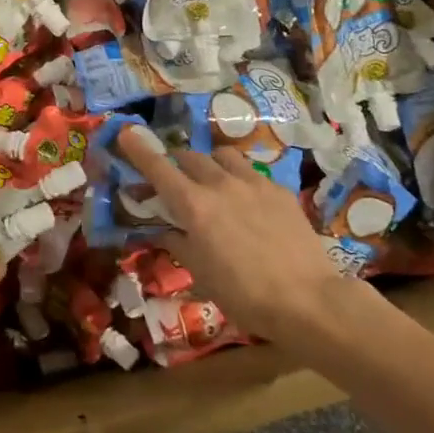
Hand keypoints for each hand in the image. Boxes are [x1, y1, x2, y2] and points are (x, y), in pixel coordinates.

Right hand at [117, 128, 386, 342]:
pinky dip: (239, 179)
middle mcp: (220, 184)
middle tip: (175, 182)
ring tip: (213, 183)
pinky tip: (248, 202)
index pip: (158, 168)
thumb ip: (178, 243)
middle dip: (176, 164)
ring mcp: (253, 183)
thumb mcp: (201, 274)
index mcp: (193, 206)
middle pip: (189, 157)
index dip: (138, 149)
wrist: (308, 300)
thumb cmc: (244, 295)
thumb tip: (163, 230)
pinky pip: (251, 172)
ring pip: (222, 156)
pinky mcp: (279, 190)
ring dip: (209, 164)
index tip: (125, 132)